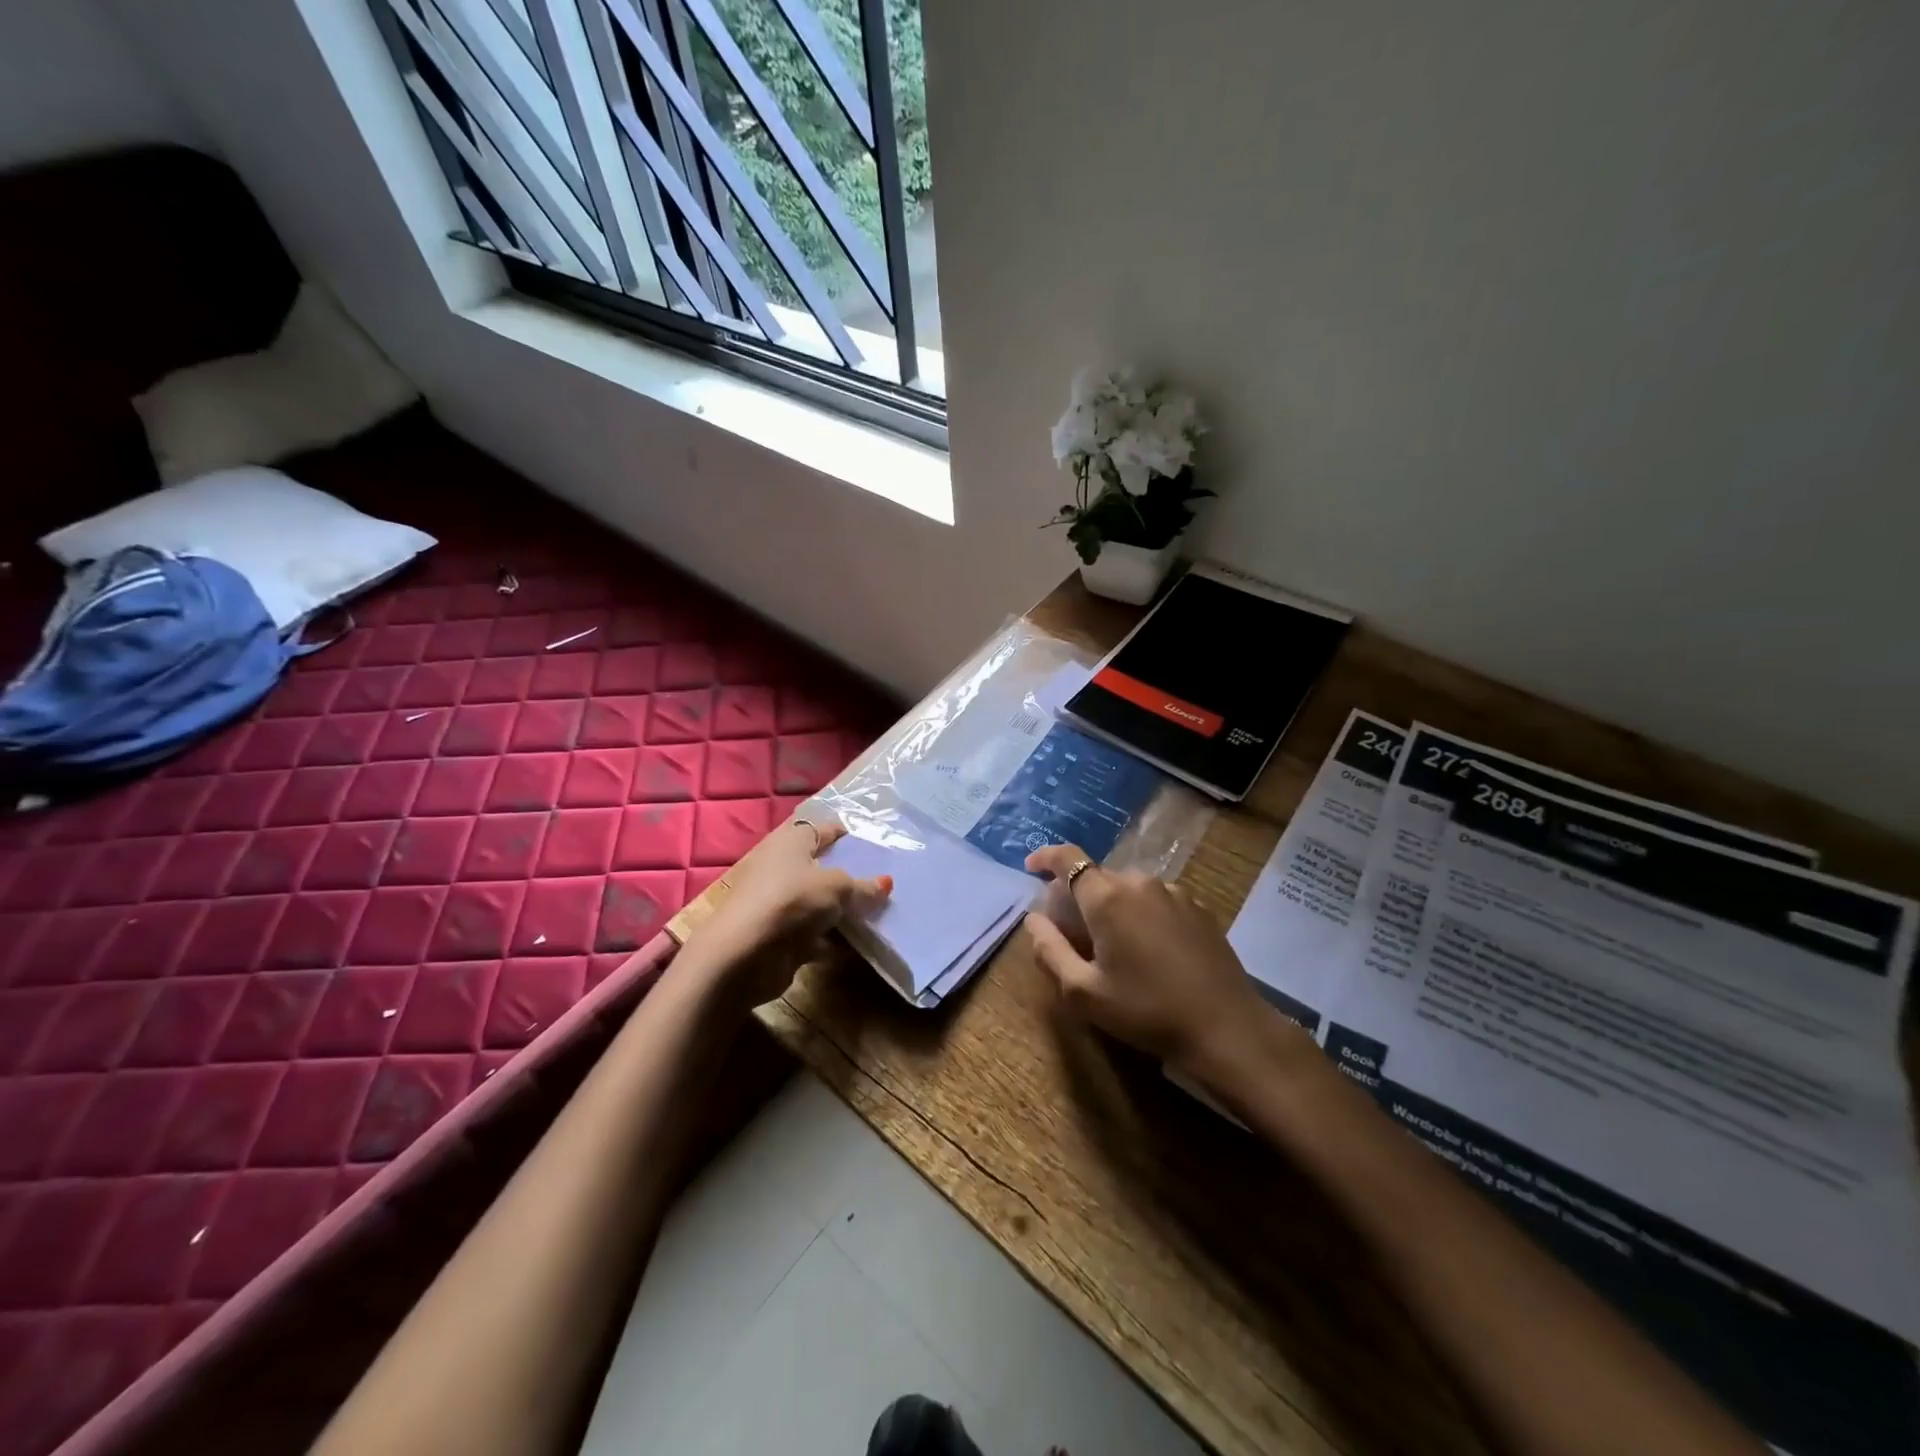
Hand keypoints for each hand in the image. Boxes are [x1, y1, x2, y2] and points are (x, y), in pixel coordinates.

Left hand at [685, 819, 890, 1008]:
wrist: (742, 955)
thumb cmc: (790, 902)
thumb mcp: (837, 888)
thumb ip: (863, 887)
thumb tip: (886, 883)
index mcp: (791, 842)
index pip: (823, 829)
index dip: (847, 834)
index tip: (875, 845)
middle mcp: (783, 868)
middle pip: (823, 868)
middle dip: (851, 876)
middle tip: (884, 882)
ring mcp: (780, 904)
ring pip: (820, 903)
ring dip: (843, 910)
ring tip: (880, 912)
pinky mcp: (781, 936)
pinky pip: (815, 933)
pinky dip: (834, 939)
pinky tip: (860, 944)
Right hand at [1023, 844, 1280, 1080]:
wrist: (1226, 1028)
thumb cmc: (1146, 1011)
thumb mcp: (1084, 992)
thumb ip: (1050, 950)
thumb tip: (1033, 920)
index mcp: (1108, 897)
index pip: (1069, 858)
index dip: (1046, 857)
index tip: (1031, 867)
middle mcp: (1140, 883)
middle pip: (1098, 877)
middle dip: (1077, 894)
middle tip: (1070, 929)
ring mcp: (1174, 893)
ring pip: (1128, 889)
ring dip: (1111, 905)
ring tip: (1111, 943)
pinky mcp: (1199, 909)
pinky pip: (1156, 900)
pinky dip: (1140, 913)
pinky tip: (1147, 949)